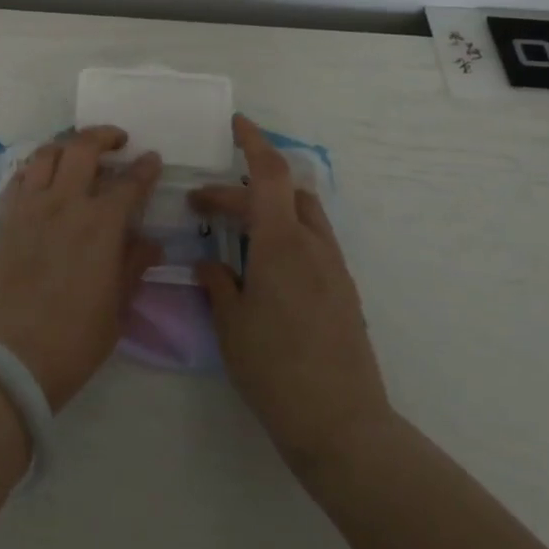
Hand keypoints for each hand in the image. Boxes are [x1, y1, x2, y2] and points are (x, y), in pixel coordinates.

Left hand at [0, 126, 163, 411]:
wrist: (8, 358)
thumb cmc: (73, 341)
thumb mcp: (116, 308)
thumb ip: (133, 266)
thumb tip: (150, 241)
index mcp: (100, 225)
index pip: (129, 182)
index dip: (144, 167)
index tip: (152, 159)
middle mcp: (64, 204)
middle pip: (82, 148)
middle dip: (104, 136)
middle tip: (117, 140)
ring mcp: (29, 208)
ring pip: (46, 154)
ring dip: (66, 145)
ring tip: (78, 152)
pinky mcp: (4, 219)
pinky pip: (18, 179)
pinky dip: (34, 169)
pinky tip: (42, 179)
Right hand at [191, 115, 392, 478]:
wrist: (343, 426)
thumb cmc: (276, 370)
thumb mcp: (231, 324)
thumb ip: (218, 282)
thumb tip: (211, 263)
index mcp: (281, 243)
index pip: (268, 173)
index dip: (253, 142)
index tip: (236, 123)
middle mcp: (313, 245)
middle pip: (281, 192)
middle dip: (240, 189)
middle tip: (204, 207)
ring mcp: (334, 268)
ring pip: (303, 214)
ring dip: (270, 206)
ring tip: (238, 228)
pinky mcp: (344, 292)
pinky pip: (313, 241)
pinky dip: (287, 232)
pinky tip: (265, 264)